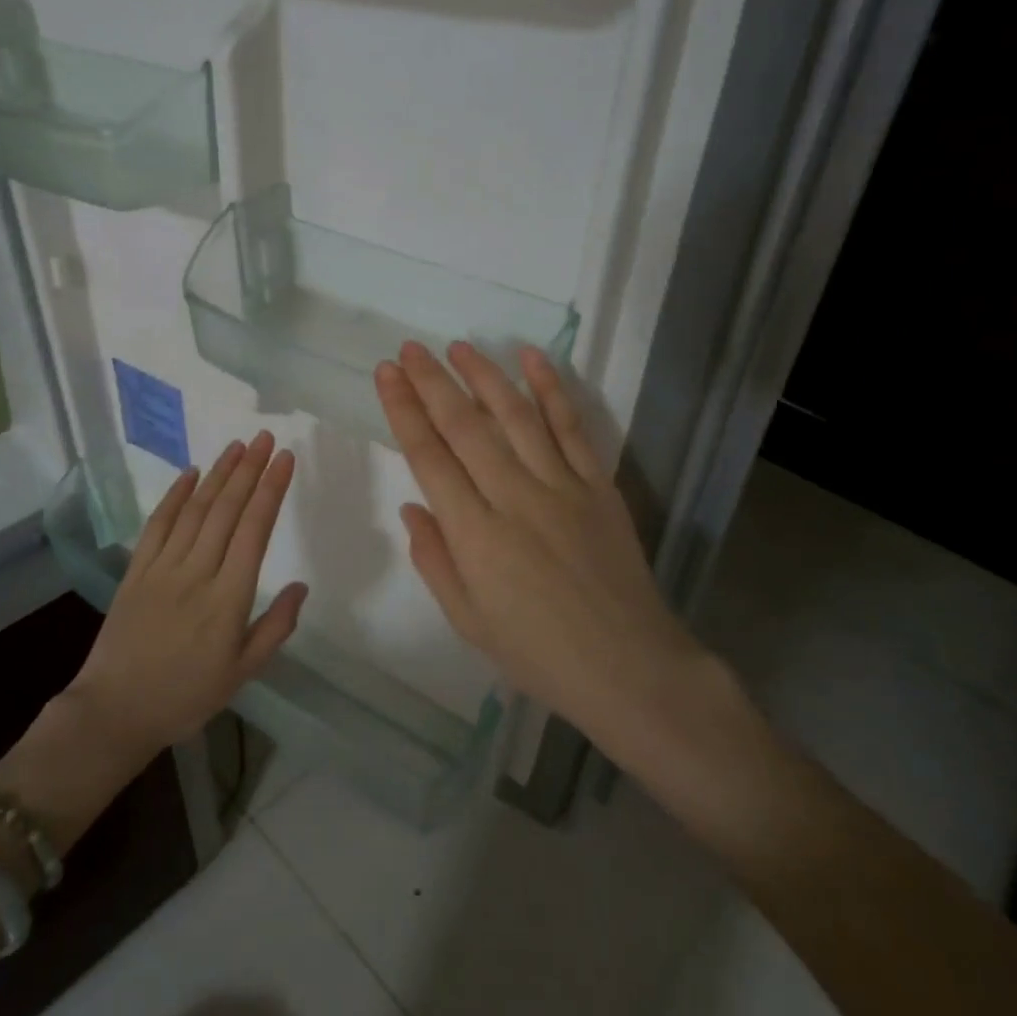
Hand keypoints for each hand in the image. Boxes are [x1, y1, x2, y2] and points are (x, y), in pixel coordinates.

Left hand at [66, 431, 307, 752]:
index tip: (285, 459)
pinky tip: (191, 473)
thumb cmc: (186, 696)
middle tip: (266, 438)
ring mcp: (162, 568)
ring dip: (218, 474)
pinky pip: (158, 524)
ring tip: (238, 446)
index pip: (255, 530)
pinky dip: (175, 495)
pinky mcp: (136, 570)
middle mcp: (197, 573)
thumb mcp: (242, 673)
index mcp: (228, 599)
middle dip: (249, 470)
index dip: (271, 490)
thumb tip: (300, 586)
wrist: (114, 711)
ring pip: (195, 509)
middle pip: (227, 510)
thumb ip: (275, 627)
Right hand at [375, 341, 719, 759]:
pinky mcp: (598, 485)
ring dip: (484, 375)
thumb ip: (434, 559)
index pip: (428, 456)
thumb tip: (412, 505)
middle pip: (465, 426)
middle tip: (409, 348)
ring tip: (459, 346)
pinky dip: (552, 389)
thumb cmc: (538, 654)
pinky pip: (572, 427)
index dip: (403, 410)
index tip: (387, 375)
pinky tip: (533, 358)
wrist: (628, 669)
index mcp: (474, 534)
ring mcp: (561, 486)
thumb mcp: (468, 620)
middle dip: (432, 382)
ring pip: (516, 416)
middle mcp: (514, 497)